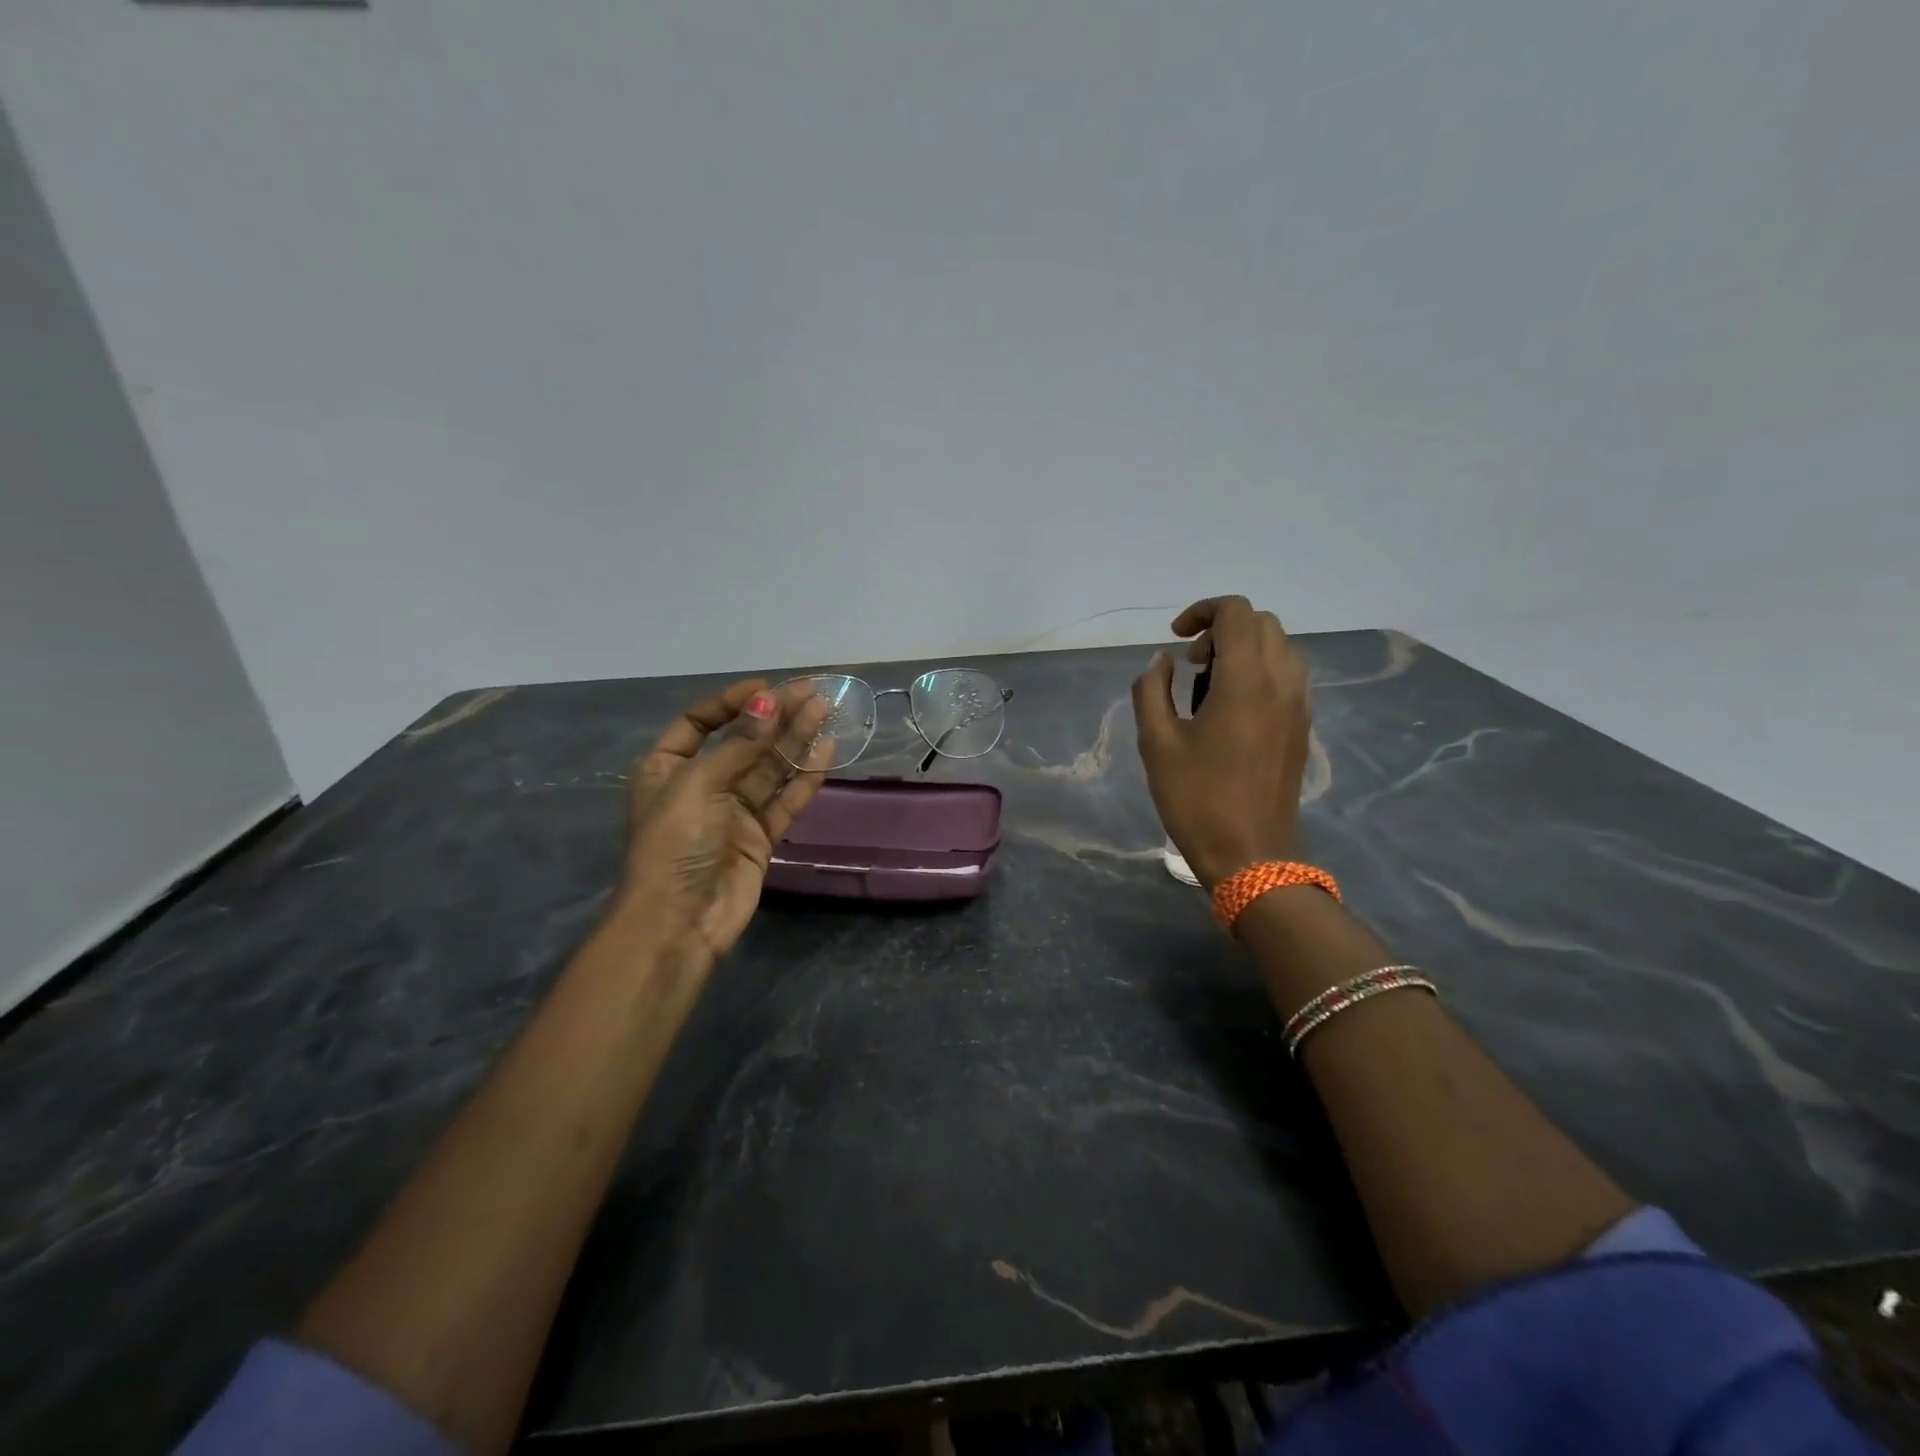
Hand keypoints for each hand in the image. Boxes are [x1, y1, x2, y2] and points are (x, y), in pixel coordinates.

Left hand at [618, 678, 834, 967]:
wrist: (679, 921)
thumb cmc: (675, 843)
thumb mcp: (699, 784)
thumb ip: (741, 744)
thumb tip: (770, 702)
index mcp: (667, 768)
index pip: (700, 722)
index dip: (732, 702)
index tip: (767, 689)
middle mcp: (701, 785)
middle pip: (743, 741)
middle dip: (776, 717)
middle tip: (813, 693)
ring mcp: (733, 812)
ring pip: (769, 768)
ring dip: (796, 740)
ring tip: (826, 713)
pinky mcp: (759, 837)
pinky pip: (785, 800)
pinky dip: (804, 778)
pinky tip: (826, 752)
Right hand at [1131, 596, 1311, 890]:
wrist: (1251, 854)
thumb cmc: (1197, 799)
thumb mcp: (1156, 743)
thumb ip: (1152, 690)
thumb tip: (1162, 662)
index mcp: (1245, 680)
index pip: (1236, 613)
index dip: (1202, 612)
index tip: (1175, 639)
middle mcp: (1282, 682)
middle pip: (1262, 624)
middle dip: (1222, 630)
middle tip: (1191, 665)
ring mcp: (1299, 704)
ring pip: (1280, 647)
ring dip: (1244, 649)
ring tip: (1209, 686)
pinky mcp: (1303, 726)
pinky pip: (1288, 675)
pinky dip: (1260, 672)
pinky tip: (1231, 709)